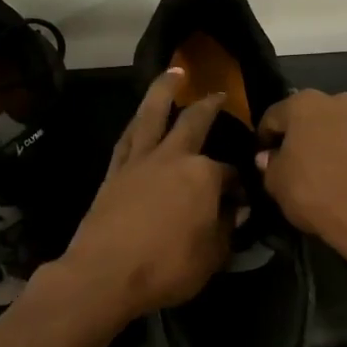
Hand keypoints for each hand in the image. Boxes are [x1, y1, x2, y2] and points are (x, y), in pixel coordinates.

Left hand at [60, 69, 235, 321]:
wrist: (104, 274)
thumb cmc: (166, 268)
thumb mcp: (212, 256)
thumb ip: (228, 229)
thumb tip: (237, 210)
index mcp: (202, 175)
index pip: (229, 173)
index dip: (239, 185)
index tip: (242, 200)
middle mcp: (172, 157)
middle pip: (193, 122)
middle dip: (209, 106)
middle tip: (218, 93)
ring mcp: (139, 161)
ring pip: (152, 115)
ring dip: (163, 90)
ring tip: (173, 72)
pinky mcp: (114, 172)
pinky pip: (127, 138)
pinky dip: (136, 123)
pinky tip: (139, 119)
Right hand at [256, 89, 346, 278]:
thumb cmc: (319, 196)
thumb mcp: (278, 186)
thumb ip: (269, 166)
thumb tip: (270, 156)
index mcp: (304, 105)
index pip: (274, 116)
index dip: (266, 138)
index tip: (265, 158)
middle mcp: (341, 100)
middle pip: (314, 117)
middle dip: (306, 136)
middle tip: (302, 165)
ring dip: (339, 144)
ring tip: (338, 174)